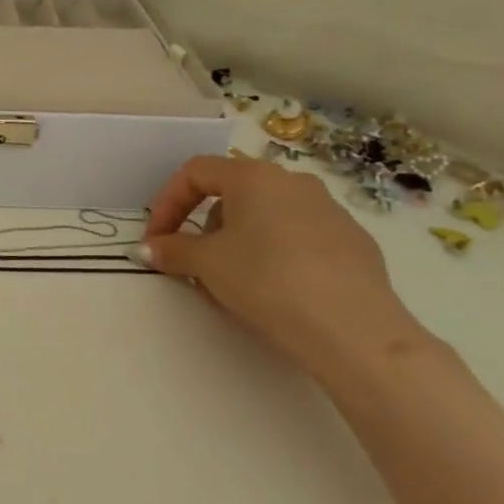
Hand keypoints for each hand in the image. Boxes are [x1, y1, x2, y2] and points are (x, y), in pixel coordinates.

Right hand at [143, 155, 410, 383]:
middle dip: (204, 227)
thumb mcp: (206, 264)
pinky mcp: (354, 244)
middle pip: (232, 194)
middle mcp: (294, 182)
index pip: (195, 172)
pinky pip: (298, 239)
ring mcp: (330, 211)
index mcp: (254, 176)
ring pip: (266, 217)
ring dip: (238, 243)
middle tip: (194, 265)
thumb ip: (172, 250)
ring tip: (232, 284)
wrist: (354, 332)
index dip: (167, 203)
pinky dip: (274, 256)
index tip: (157, 240)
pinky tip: (276, 292)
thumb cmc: (267, 281)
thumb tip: (149, 248)